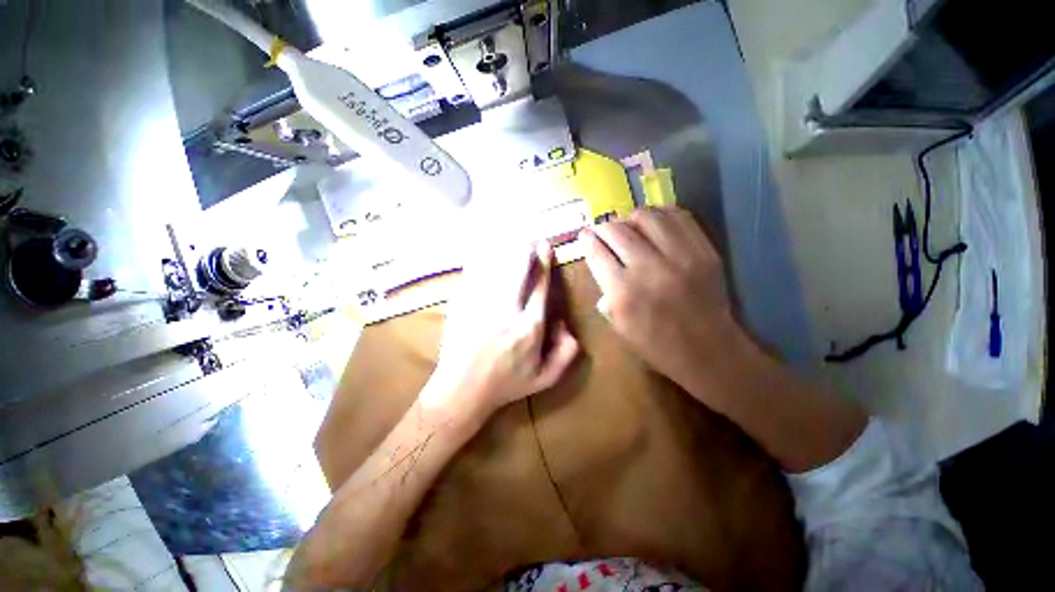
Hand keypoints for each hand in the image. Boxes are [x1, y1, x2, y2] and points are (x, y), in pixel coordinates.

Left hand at [425, 242, 579, 420]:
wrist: (461, 389)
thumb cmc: (506, 384)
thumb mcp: (545, 378)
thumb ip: (566, 352)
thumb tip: (564, 322)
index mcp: (529, 327)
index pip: (540, 285)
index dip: (544, 262)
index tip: (546, 247)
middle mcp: (506, 310)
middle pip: (518, 267)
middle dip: (527, 249)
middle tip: (531, 241)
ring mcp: (480, 303)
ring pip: (496, 264)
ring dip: (507, 250)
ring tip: (513, 242)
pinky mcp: (461, 302)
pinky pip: (474, 271)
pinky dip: (484, 259)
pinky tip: (487, 253)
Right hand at [580, 207, 739, 395]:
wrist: (710, 351)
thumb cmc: (657, 346)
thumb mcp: (619, 327)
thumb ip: (605, 293)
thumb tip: (600, 264)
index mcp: (623, 293)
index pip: (597, 252)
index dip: (587, 239)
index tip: (584, 234)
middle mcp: (648, 269)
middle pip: (617, 230)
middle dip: (603, 226)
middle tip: (602, 230)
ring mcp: (679, 256)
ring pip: (646, 216)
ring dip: (630, 218)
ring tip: (628, 225)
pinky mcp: (703, 250)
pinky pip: (678, 216)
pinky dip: (660, 214)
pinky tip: (654, 222)